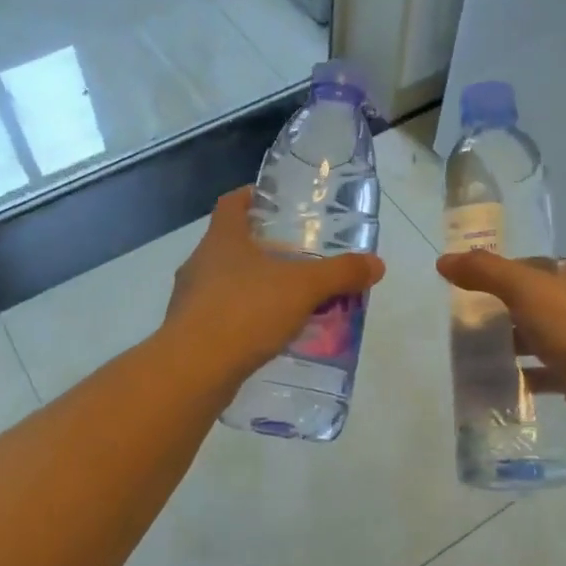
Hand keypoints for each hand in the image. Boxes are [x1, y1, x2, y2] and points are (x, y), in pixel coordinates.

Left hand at [165, 188, 385, 381]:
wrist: (194, 369)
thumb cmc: (246, 311)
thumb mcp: (303, 288)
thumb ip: (340, 274)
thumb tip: (377, 264)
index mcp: (222, 239)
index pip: (232, 203)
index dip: (250, 197)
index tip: (272, 202)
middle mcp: (200, 262)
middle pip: (230, 244)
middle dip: (260, 249)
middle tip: (295, 259)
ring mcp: (189, 299)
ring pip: (224, 282)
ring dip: (251, 287)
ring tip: (285, 301)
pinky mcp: (188, 332)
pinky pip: (220, 316)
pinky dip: (242, 319)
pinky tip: (266, 336)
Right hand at [434, 251, 565, 432]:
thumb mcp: (523, 288)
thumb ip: (484, 271)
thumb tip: (443, 260)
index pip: (534, 267)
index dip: (502, 273)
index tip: (470, 287)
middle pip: (535, 303)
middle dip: (503, 312)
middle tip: (466, 323)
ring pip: (540, 339)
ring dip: (511, 345)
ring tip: (474, 353)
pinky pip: (545, 373)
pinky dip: (522, 376)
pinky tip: (497, 382)